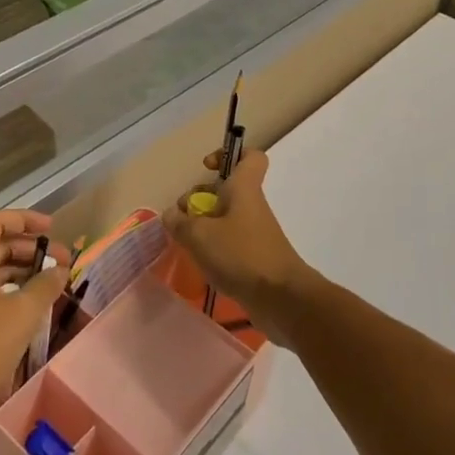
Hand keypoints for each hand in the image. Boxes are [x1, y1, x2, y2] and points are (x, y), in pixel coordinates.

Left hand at [0, 210, 69, 435]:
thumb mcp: (23, 312)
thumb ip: (46, 285)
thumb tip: (61, 270)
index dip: (25, 219)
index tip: (52, 229)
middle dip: (31, 250)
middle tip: (63, 262)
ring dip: (24, 272)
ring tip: (54, 283)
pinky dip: (13, 292)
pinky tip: (35, 307)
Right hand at [162, 150, 315, 343]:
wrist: (282, 299)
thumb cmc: (241, 255)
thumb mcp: (199, 236)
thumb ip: (180, 222)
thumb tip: (172, 215)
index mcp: (244, 188)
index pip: (250, 156)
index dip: (228, 155)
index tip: (207, 169)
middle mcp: (251, 205)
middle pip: (226, 190)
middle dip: (201, 198)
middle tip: (184, 217)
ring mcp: (256, 232)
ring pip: (226, 217)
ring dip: (205, 226)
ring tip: (187, 243)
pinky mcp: (256, 257)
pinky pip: (231, 242)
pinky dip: (215, 248)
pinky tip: (201, 263)